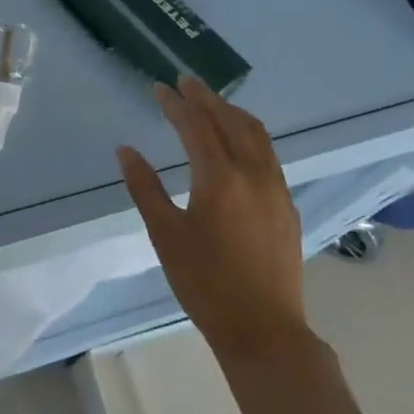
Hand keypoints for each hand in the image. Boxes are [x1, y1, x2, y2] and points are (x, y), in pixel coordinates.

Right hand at [118, 76, 308, 363]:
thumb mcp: (165, 235)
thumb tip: (126, 150)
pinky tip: (239, 141)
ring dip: (231, 112)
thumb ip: (145, 187)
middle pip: (229, 121)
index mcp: (219, 179)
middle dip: (205, 98)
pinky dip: (249, 134)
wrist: (263, 331)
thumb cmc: (205, 283)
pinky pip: (268, 154)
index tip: (158, 87)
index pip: (195, 126)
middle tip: (185, 82)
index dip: (175, 104)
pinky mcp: (287, 205)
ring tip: (211, 102)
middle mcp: (253, 174)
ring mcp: (276, 189)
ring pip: (256, 134)